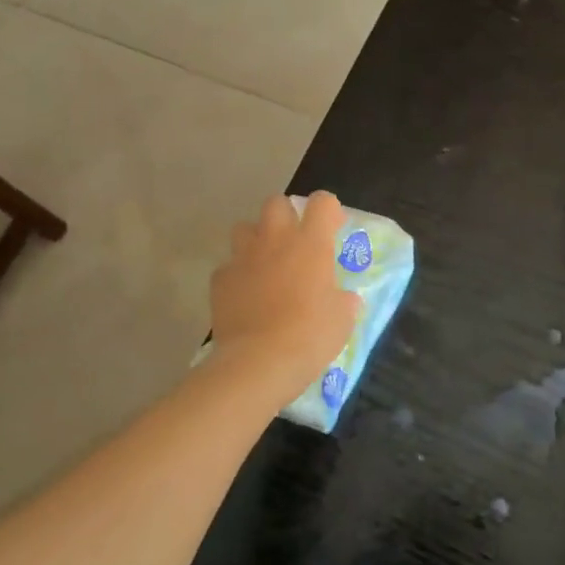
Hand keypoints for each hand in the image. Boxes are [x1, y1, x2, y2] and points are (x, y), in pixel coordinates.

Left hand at [210, 192, 360, 388]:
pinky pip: (229, 266)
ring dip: (257, 239)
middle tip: (296, 242)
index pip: (322, 202)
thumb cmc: (310, 336)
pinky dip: (238, 275)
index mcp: (311, 243)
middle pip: (276, 203)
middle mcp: (275, 240)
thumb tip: (344, 299)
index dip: (329, 210)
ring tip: (266, 264)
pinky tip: (246, 296)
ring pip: (244, 228)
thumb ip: (343, 300)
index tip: (333, 228)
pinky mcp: (220, 280)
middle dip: (286, 215)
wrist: (258, 363)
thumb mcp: (342, 319)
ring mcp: (243, 258)